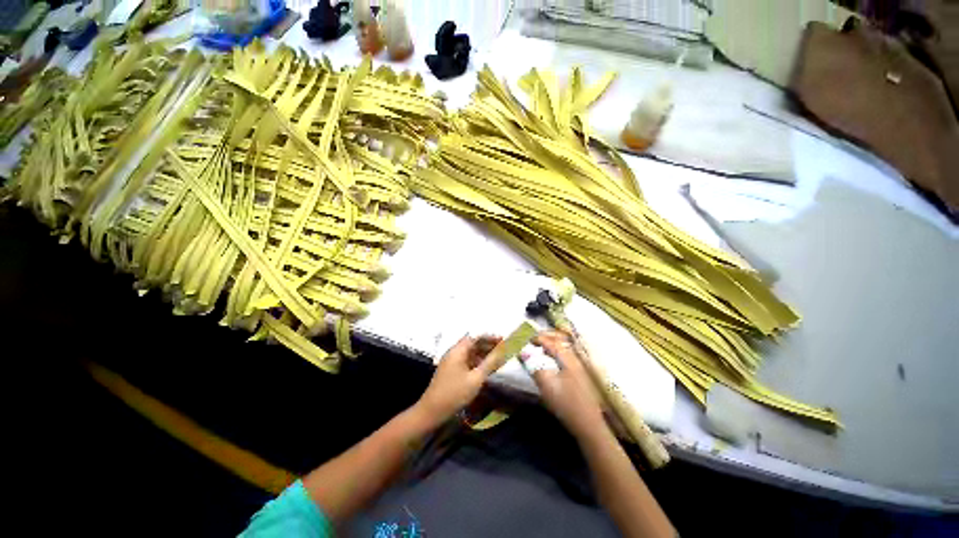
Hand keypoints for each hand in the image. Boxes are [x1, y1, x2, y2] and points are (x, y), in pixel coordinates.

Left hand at [415, 334, 502, 425]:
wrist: (432, 411)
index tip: (503, 341)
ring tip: (497, 360)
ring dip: (483, 354)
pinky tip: (485, 369)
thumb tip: (502, 351)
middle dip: (488, 346)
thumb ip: (490, 363)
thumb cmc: (455, 393)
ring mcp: (451, 362)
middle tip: (502, 351)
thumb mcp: (476, 379)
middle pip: (473, 344)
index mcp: (458, 350)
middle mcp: (454, 352)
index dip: (490, 338)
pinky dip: (476, 362)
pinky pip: (466, 361)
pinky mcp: (451, 371)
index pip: (476, 337)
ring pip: (470, 353)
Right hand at [526, 331, 604, 437]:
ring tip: (544, 345)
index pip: (553, 343)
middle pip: (563, 340)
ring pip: (568, 345)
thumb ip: (535, 368)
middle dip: (549, 336)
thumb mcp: (547, 387)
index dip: (539, 339)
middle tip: (536, 338)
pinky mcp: (583, 374)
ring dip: (555, 342)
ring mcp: (582, 366)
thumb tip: (523, 353)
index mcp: (569, 359)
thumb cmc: (567, 404)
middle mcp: (576, 358)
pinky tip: (555, 357)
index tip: (529, 339)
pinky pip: (570, 353)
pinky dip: (560, 350)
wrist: (590, 425)